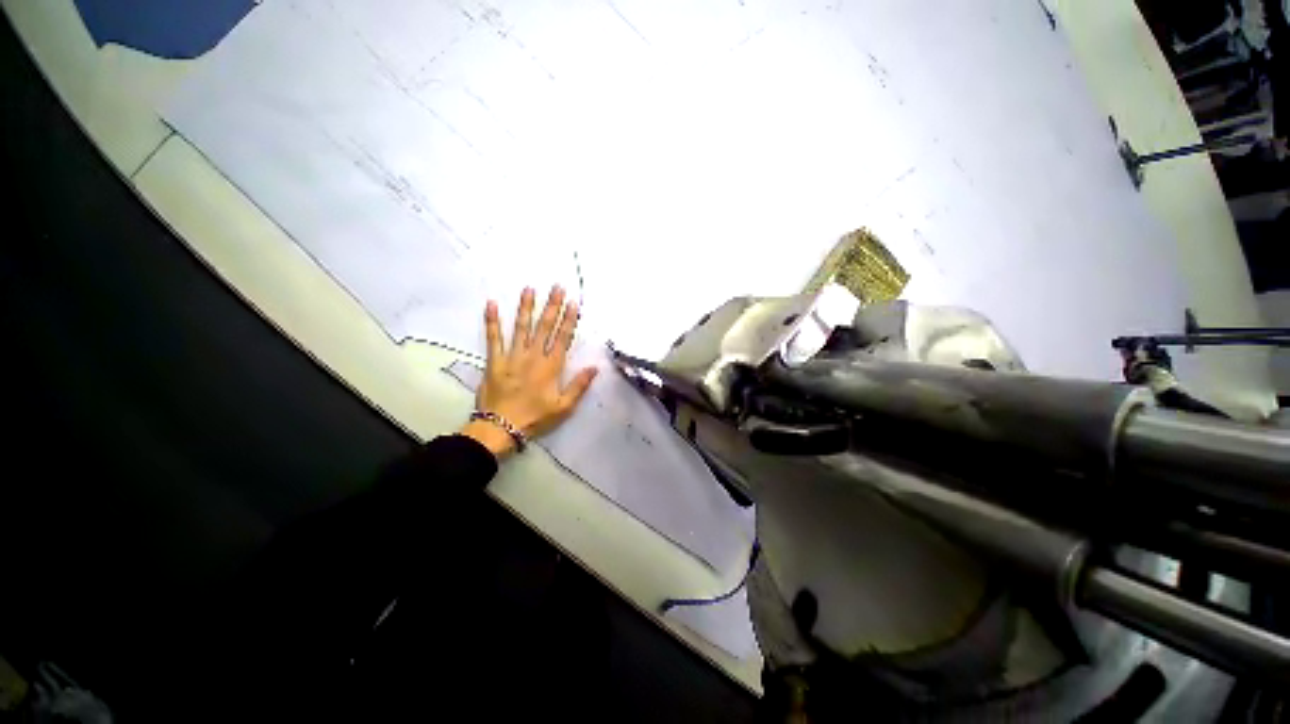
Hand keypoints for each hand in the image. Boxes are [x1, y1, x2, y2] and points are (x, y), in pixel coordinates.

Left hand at [461, 286, 597, 457]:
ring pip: (521, 327)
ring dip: (526, 307)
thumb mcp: (564, 407)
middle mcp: (533, 356)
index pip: (562, 338)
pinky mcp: (495, 361)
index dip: (569, 319)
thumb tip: (595, 367)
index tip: (574, 303)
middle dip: (552, 306)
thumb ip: (579, 386)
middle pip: (544, 327)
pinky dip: (492, 321)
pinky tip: (491, 304)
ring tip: (529, 289)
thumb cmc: (536, 417)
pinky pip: (493, 338)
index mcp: (551, 367)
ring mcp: (512, 356)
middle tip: (556, 287)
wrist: (501, 428)